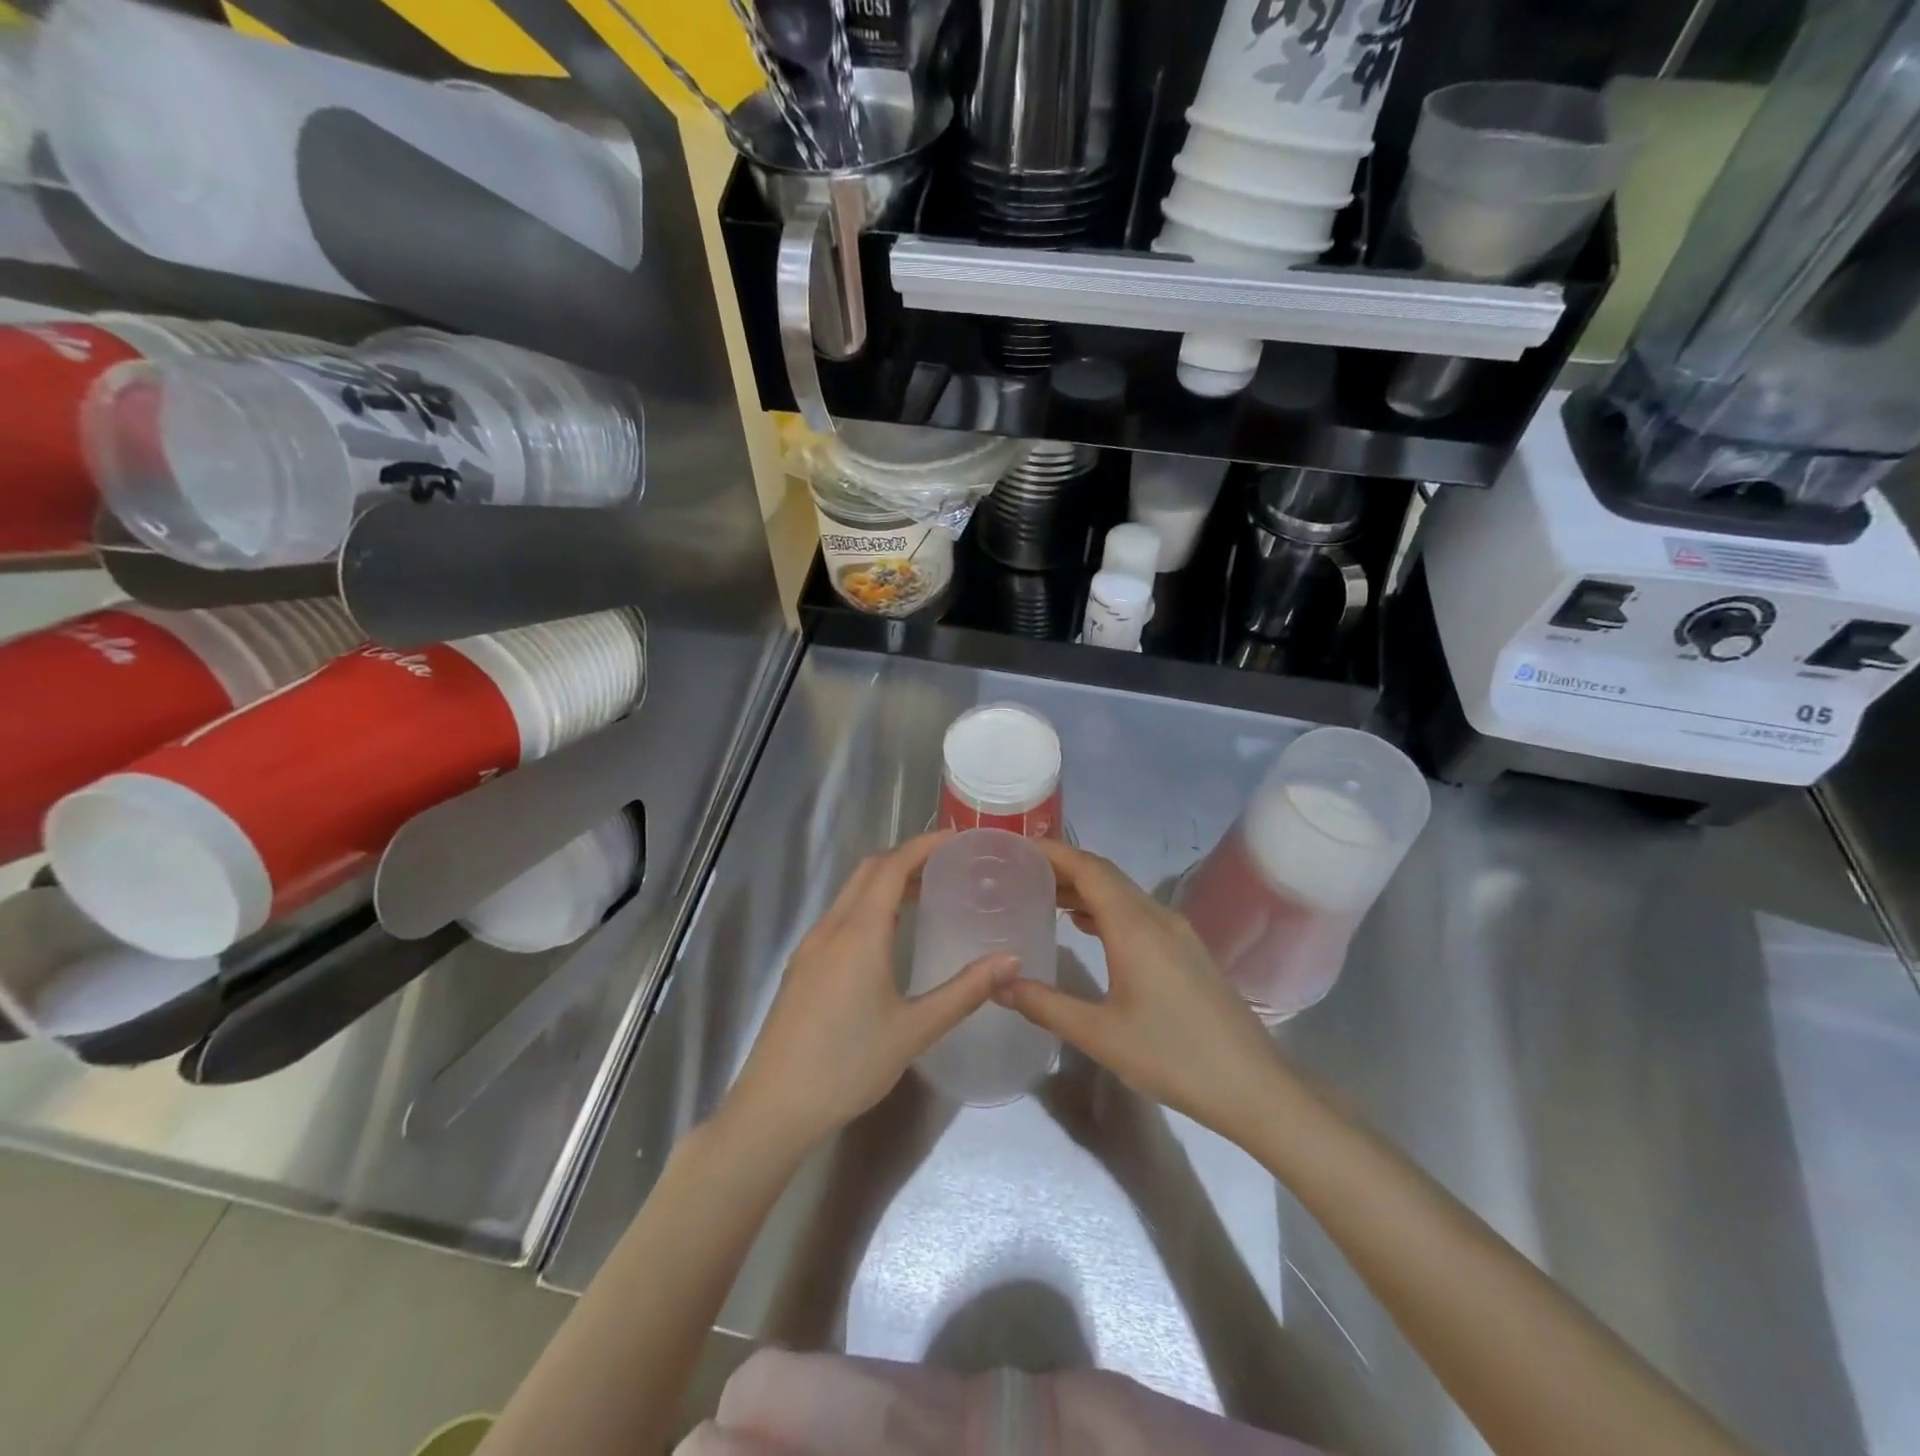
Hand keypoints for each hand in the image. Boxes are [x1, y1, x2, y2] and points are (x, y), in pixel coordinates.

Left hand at [725, 833, 1017, 1150]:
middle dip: (907, 858)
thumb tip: (1011, 960)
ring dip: (885, 882)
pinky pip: (839, 918)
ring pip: (850, 894)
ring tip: (926, 894)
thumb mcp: (914, 1030)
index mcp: (858, 933)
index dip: (924, 845)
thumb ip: (965, 991)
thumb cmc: (848, 1065)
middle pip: (868, 871)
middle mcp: (830, 929)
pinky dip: (868, 906)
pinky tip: (888, 937)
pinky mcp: (801, 968)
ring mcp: (810, 948)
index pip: (892, 867)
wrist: (773, 1107)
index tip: (957, 838)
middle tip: (948, 865)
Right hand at [995, 839, 1283, 1142]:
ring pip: (1124, 894)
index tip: (1018, 847)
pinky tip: (1086, 928)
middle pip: (1106, 875)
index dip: (1054, 852)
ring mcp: (1178, 932)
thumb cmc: (1172, 1056)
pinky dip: (1107, 909)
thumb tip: (997, 983)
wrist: (1253, 1086)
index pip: (1089, 869)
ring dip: (1086, 889)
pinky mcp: (1188, 951)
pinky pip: (1138, 913)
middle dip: (1064, 867)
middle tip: (1021, 872)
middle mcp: (1157, 917)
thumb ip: (1044, 1004)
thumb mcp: (1099, 1035)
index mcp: (1134, 926)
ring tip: (1044, 896)